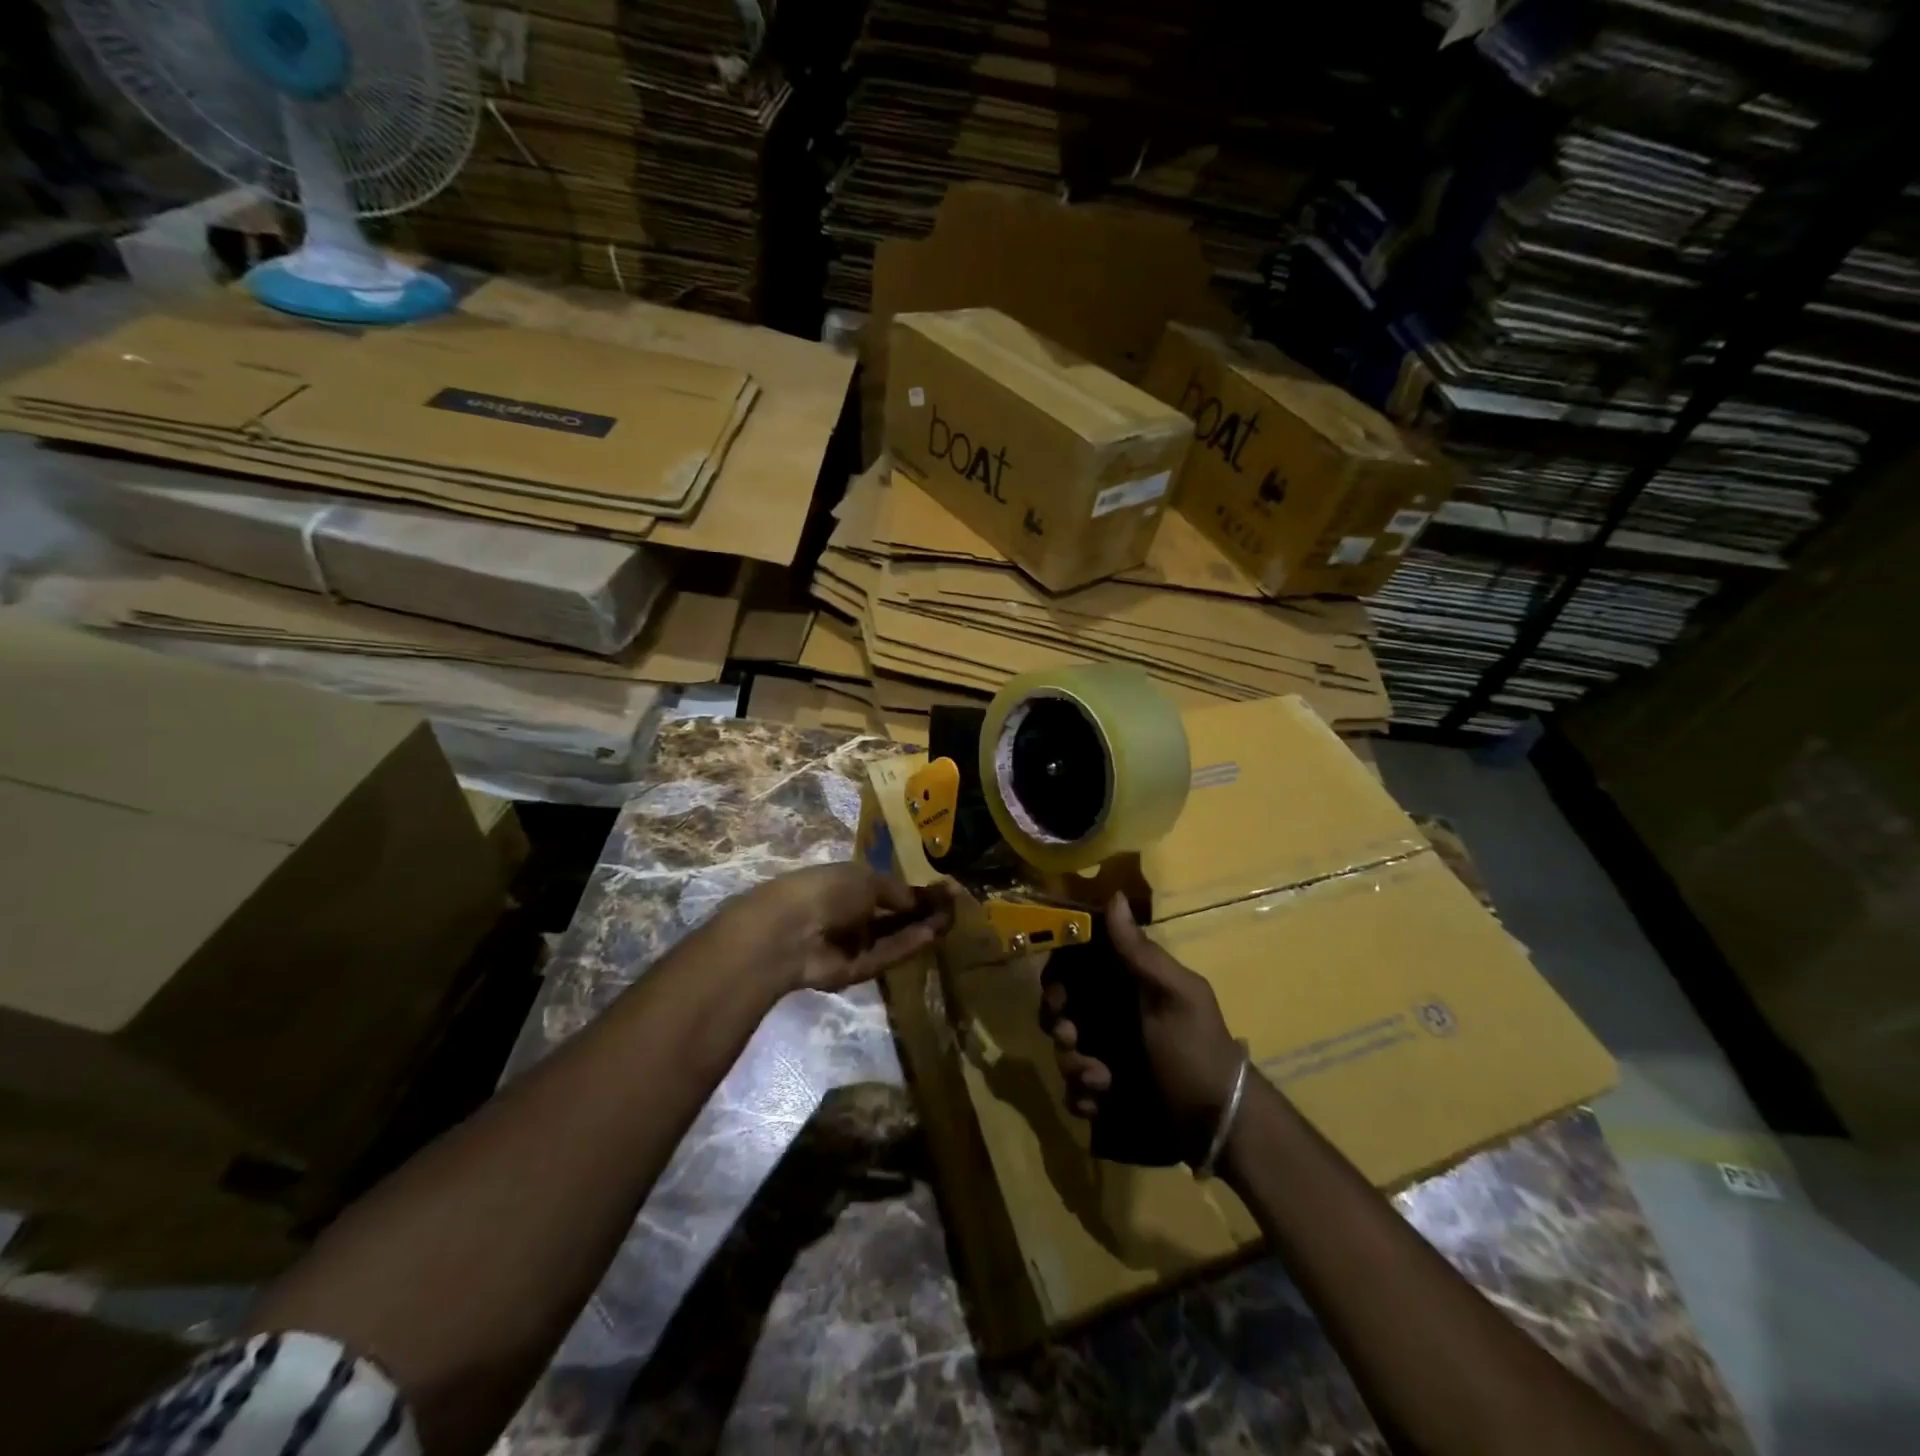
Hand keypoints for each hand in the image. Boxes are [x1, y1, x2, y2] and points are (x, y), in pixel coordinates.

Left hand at [716, 863, 953, 994]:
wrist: (788, 931)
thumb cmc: (825, 890)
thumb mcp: (866, 880)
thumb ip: (897, 890)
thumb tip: (922, 898)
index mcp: (845, 885)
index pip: (885, 889)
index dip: (912, 890)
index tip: (943, 889)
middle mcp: (849, 914)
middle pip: (892, 915)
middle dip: (921, 910)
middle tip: (953, 906)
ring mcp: (851, 944)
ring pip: (892, 937)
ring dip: (919, 928)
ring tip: (951, 919)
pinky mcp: (855, 971)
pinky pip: (885, 956)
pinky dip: (908, 945)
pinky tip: (933, 934)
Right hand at [1042, 894, 1244, 1147]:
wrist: (1218, 1123)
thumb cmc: (1196, 1049)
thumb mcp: (1176, 995)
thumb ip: (1140, 952)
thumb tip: (1113, 896)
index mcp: (1128, 984)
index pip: (1077, 966)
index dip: (1058, 975)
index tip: (1057, 993)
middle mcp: (1112, 1014)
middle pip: (1061, 1008)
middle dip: (1058, 1024)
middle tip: (1072, 1038)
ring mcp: (1106, 1054)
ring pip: (1063, 1051)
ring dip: (1074, 1065)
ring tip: (1102, 1080)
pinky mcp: (1105, 1094)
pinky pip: (1073, 1091)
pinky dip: (1082, 1096)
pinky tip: (1102, 1101)